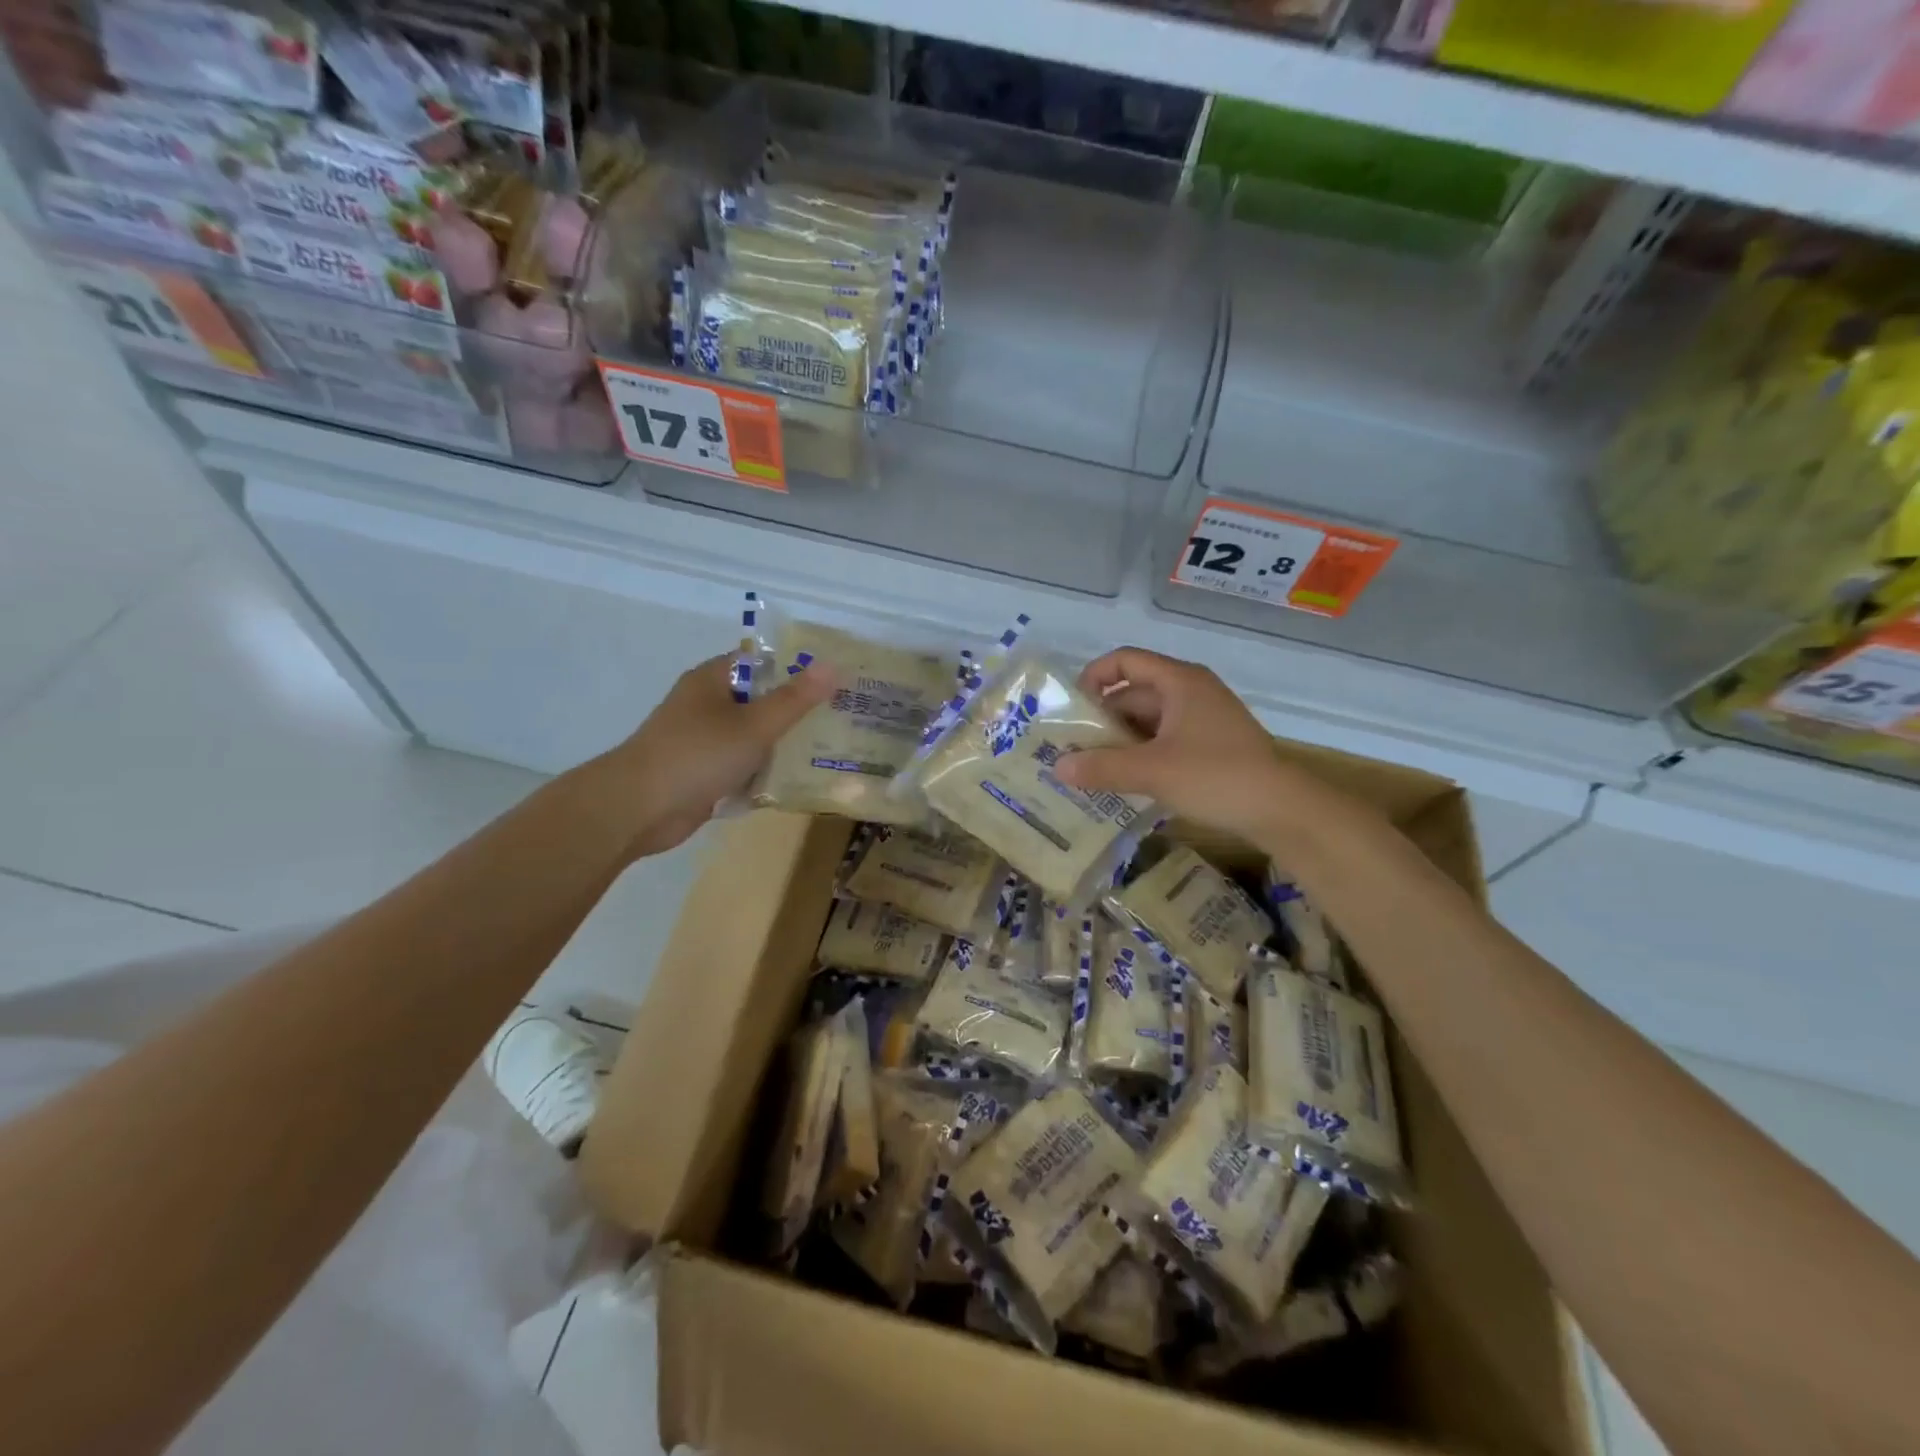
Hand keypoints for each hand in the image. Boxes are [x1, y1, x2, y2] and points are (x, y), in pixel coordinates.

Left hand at [594, 654, 835, 858]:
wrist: (639, 809)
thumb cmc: (697, 755)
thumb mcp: (754, 725)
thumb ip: (794, 699)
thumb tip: (832, 665)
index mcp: (713, 680)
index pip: (762, 661)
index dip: (797, 667)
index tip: (834, 681)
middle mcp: (707, 704)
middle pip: (760, 700)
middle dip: (796, 711)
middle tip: (840, 719)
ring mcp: (703, 740)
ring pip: (753, 736)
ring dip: (782, 745)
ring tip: (828, 751)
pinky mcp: (702, 773)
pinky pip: (742, 766)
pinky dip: (763, 772)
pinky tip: (795, 782)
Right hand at [1054, 646, 1340, 852]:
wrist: (1282, 810)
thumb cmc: (1215, 776)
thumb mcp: (1152, 771)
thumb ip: (1102, 766)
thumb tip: (1058, 767)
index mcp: (1179, 682)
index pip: (1125, 660)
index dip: (1094, 677)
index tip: (1071, 708)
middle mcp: (1191, 691)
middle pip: (1134, 693)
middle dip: (1102, 719)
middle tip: (1073, 748)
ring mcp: (1203, 718)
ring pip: (1149, 720)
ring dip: (1120, 740)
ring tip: (1092, 768)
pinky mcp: (1211, 745)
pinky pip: (1165, 739)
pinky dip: (1142, 754)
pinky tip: (1125, 780)